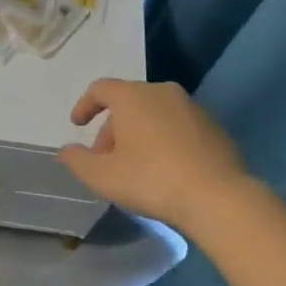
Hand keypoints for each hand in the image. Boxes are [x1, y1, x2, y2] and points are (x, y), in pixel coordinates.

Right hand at [59, 79, 248, 231]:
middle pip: (127, 102)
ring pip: (154, 113)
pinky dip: (165, 139)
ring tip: (137, 166)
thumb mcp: (104, 177)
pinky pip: (178, 126)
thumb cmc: (152, 180)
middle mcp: (161, 91)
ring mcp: (191, 106)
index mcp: (132, 96)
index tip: (78, 125)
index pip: (100, 89)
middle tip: (107, 160)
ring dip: (139, 134)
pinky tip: (167, 169)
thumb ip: (78, 161)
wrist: (218, 197)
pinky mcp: (213, 126)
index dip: (85, 105)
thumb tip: (66, 151)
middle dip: (112, 129)